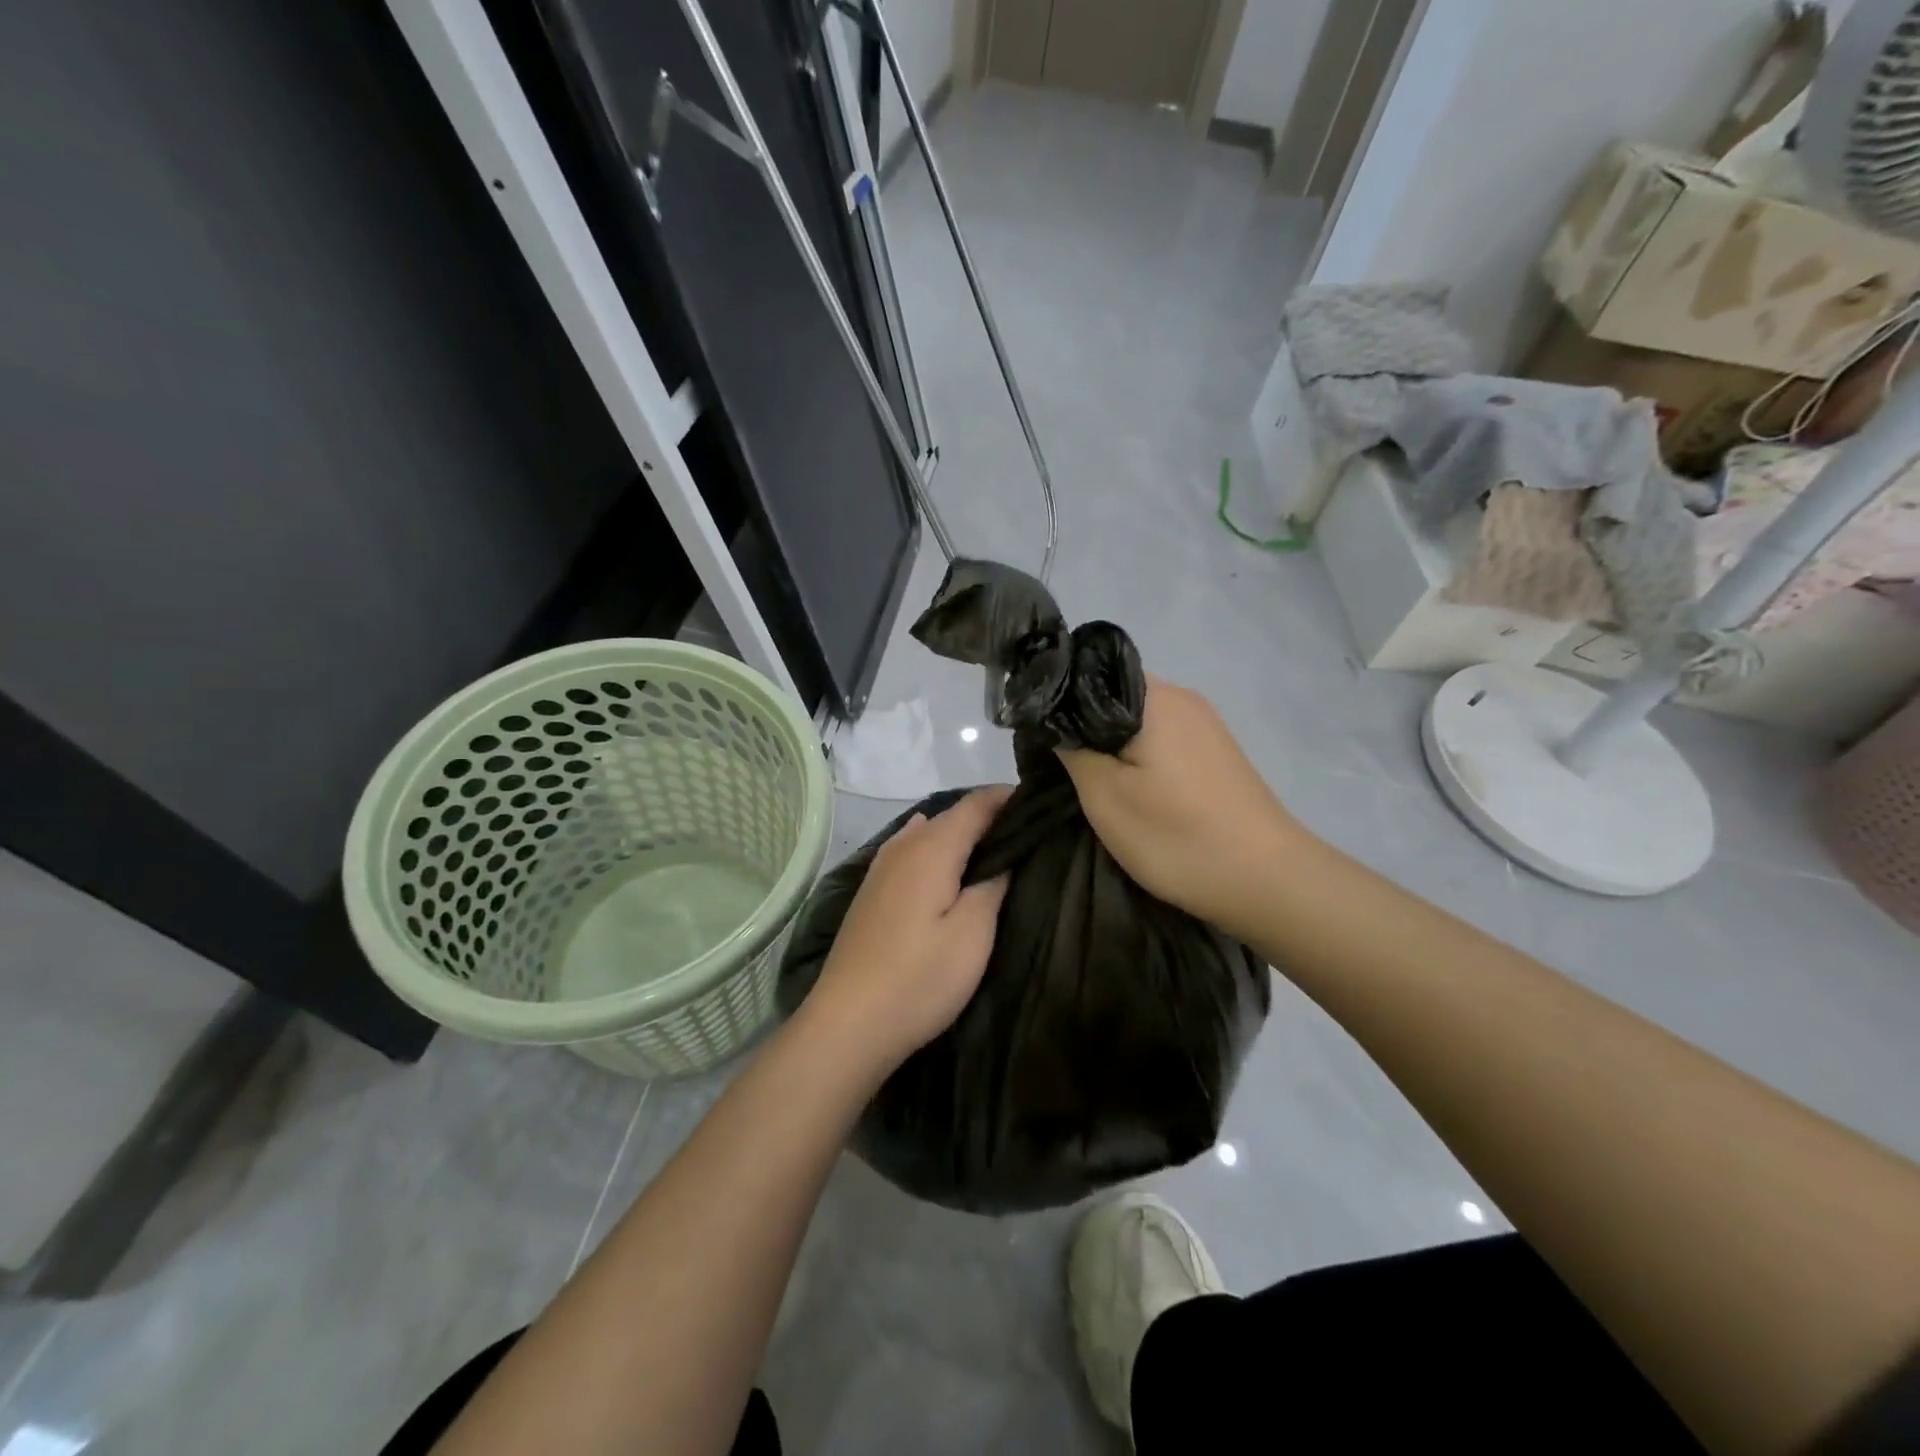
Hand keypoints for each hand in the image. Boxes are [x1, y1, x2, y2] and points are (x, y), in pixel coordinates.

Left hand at [802, 787, 1013, 1078]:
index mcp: (931, 847)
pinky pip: (912, 853)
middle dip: (988, 816)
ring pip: (929, 833)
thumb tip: (1005, 855)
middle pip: (951, 815)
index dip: (1008, 797)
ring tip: (994, 851)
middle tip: (1028, 832)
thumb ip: (993, 884)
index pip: (976, 804)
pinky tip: (948, 868)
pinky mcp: (872, 892)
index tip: (1040, 803)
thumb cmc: (920, 978)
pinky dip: (938, 851)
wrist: (849, 1023)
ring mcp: (881, 868)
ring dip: (961, 835)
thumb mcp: (973, 934)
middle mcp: (903, 846)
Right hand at [1056, 678, 1301, 940]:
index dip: (1056, 698)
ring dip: (1110, 743)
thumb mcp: (1105, 796)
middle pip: (1113, 695)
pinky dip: (1138, 755)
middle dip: (1082, 725)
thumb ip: (1072, 748)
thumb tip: (1054, 719)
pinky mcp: (1216, 751)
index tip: (1036, 732)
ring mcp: (1204, 724)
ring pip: (1137, 719)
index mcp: (1153, 696)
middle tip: (1055, 763)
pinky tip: (1130, 787)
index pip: (1088, 672)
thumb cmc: (1177, 836)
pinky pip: (1162, 738)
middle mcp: (1182, 697)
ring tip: (1087, 780)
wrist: (1267, 881)